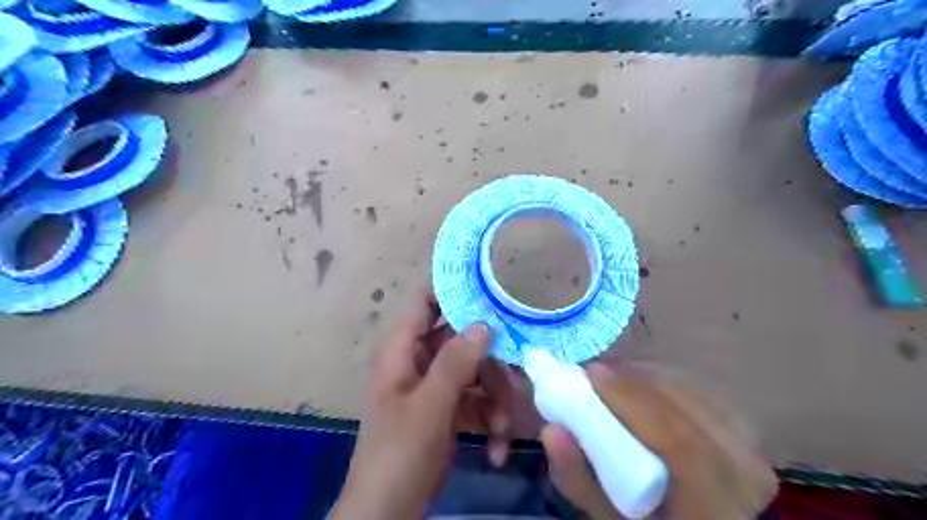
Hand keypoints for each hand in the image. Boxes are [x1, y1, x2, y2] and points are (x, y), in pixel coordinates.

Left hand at [327, 293, 518, 519]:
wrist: (389, 512)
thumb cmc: (398, 453)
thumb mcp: (429, 406)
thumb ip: (454, 362)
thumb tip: (483, 323)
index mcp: (402, 350)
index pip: (425, 302)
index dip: (454, 290)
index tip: (491, 289)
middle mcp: (420, 361)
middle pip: (462, 341)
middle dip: (491, 362)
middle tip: (516, 376)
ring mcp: (436, 386)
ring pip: (476, 373)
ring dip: (496, 400)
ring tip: (504, 430)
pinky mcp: (449, 410)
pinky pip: (477, 402)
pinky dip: (490, 422)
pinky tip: (497, 448)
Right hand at [541, 361, 776, 519]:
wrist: (698, 517)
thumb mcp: (608, 516)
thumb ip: (577, 478)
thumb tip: (552, 429)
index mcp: (715, 503)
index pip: (677, 439)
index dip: (629, 398)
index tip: (589, 373)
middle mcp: (745, 467)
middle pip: (681, 402)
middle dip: (628, 380)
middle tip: (590, 375)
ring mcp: (748, 440)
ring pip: (687, 387)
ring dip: (641, 377)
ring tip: (608, 381)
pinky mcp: (741, 421)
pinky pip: (693, 386)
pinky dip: (657, 379)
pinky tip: (635, 387)